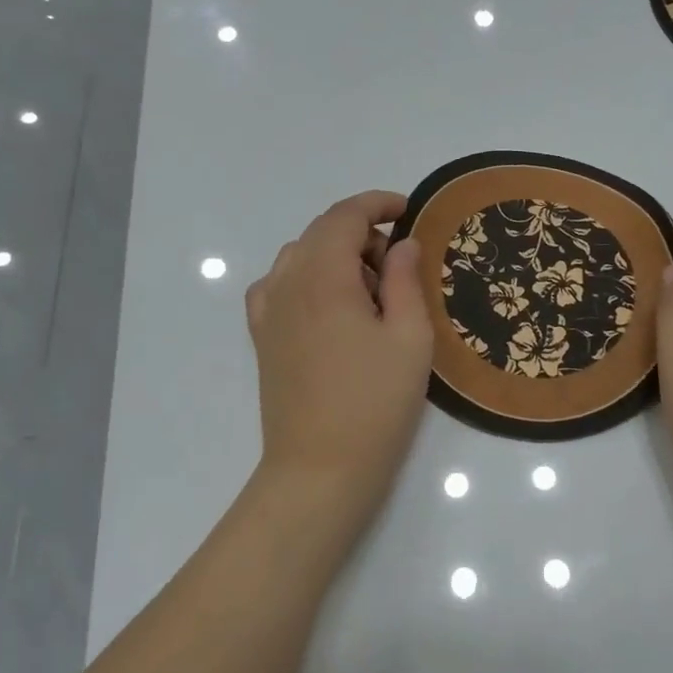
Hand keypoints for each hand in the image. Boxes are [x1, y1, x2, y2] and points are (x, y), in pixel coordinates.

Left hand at [245, 191, 434, 527]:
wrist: (320, 468)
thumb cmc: (375, 403)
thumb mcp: (410, 338)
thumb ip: (406, 280)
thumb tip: (402, 244)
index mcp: (324, 277)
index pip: (344, 216)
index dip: (377, 204)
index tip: (407, 211)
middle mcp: (287, 283)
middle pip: (320, 232)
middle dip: (361, 232)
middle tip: (399, 264)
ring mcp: (268, 311)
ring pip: (298, 255)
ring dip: (334, 254)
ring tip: (368, 289)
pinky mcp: (262, 337)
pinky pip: (279, 284)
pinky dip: (306, 277)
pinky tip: (328, 305)